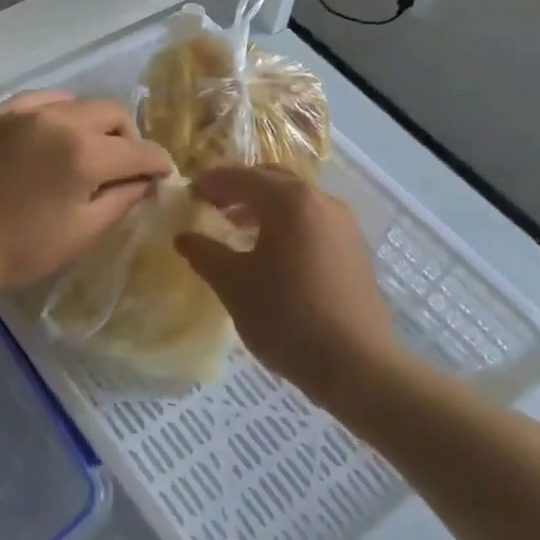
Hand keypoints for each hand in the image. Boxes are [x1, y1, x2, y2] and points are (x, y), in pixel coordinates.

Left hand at [0, 90, 172, 302]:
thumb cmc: (22, 249)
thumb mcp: (83, 232)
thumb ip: (122, 199)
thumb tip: (147, 180)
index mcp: (85, 153)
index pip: (139, 150)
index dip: (158, 164)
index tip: (162, 176)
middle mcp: (59, 119)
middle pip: (113, 113)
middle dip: (129, 138)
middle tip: (125, 167)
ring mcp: (24, 111)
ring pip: (79, 102)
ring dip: (95, 124)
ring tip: (88, 151)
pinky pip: (42, 101)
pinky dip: (59, 114)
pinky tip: (53, 136)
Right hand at [175, 165, 400, 403]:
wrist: (355, 363)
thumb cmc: (286, 316)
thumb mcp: (233, 284)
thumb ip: (205, 253)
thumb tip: (183, 236)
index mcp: (289, 201)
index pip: (241, 177)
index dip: (211, 183)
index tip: (188, 194)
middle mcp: (321, 201)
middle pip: (272, 180)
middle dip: (239, 188)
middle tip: (212, 206)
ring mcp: (344, 224)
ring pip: (296, 201)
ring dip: (264, 207)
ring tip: (238, 230)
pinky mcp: (354, 248)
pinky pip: (313, 221)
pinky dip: (287, 224)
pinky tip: (272, 254)